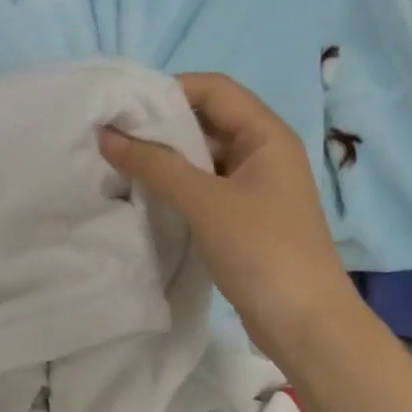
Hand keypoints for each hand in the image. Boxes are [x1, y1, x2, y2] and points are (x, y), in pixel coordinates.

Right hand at [99, 73, 350, 359]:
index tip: (122, 108)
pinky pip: (205, 189)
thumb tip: (107, 135)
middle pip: (207, 121)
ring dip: (165, 160)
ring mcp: (255, 188)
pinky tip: (145, 199)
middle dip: (161, 126)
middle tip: (112, 138)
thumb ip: (155, 166)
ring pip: (203, 159)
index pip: (214, 89)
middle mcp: (263, 153)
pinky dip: (176, 189)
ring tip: (119, 166)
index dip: (169, 90)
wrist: (304, 322)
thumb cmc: (261, 251)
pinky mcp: (244, 219)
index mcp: (266, 135)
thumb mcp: (205, 202)